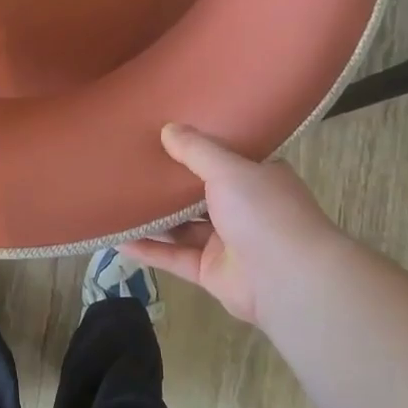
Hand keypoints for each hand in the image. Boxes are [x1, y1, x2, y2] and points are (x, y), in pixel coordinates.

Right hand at [121, 124, 343, 326]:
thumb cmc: (264, 212)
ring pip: (183, 227)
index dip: (197, 148)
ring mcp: (227, 243)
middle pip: (199, 193)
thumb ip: (196, 150)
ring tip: (118, 200)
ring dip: (154, 218)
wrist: (288, 279)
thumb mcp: (229, 169)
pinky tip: (119, 241)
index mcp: (257, 179)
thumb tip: (168, 128)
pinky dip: (149, 250)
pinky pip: (174, 257)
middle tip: (132, 165)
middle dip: (170, 184)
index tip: (165, 135)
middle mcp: (244, 209)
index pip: (225, 159)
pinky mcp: (210, 272)